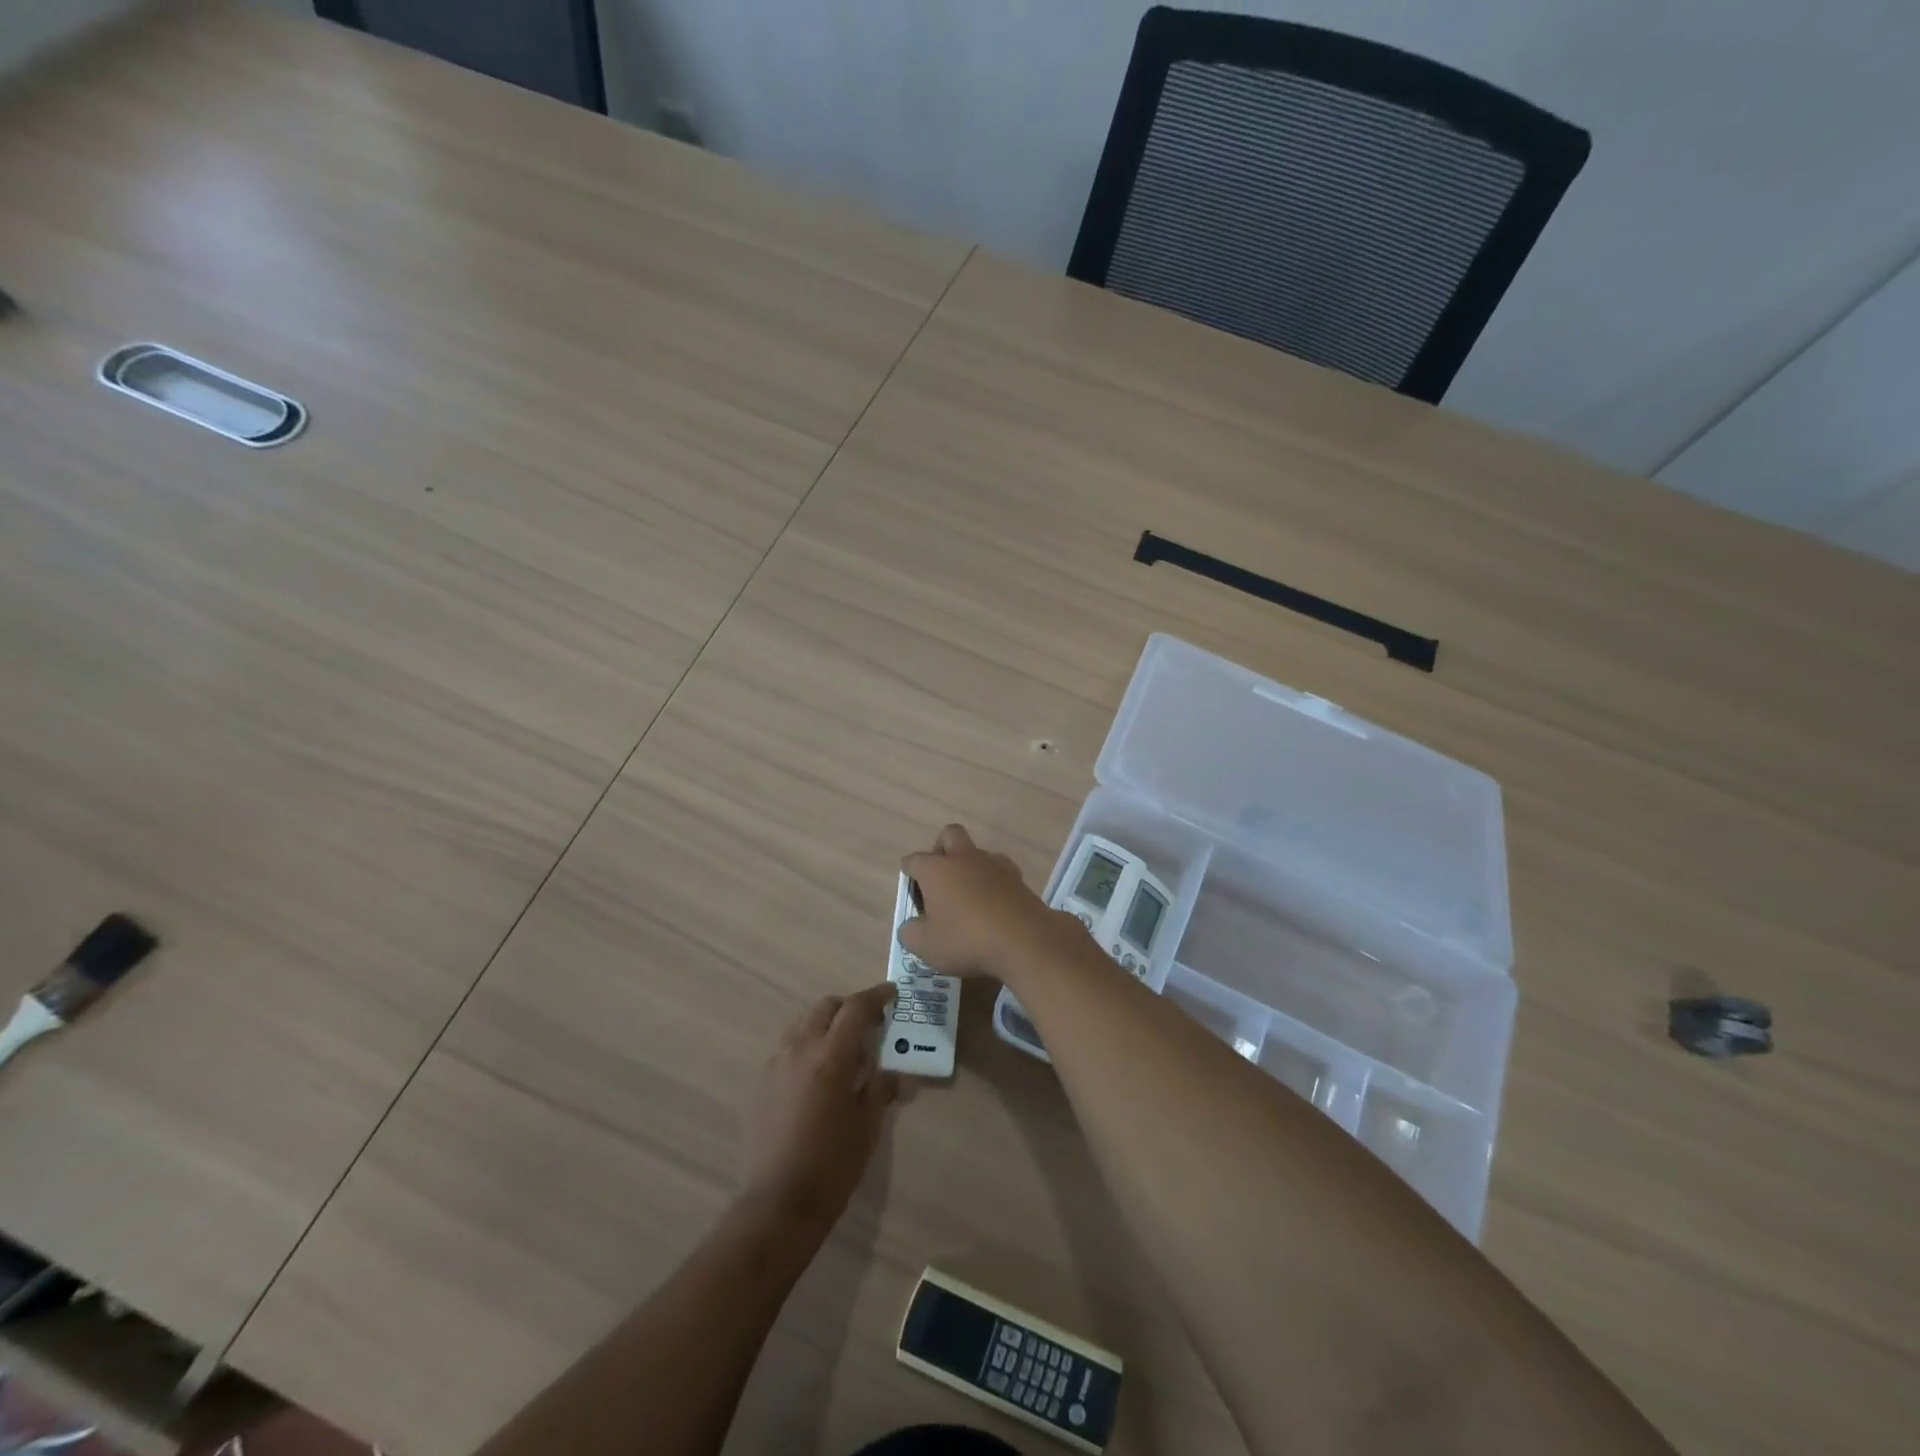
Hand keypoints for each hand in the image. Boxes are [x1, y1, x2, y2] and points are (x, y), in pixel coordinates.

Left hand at [741, 984, 898, 1229]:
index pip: (856, 1008)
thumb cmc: (833, 1163)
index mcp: (831, 1055)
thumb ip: (881, 1086)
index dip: (877, 996)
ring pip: (805, 1022)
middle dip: (850, 1008)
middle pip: (827, 1006)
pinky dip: (810, 1042)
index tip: (892, 994)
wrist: (779, 1201)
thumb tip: (896, 1072)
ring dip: (827, 1023)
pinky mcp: (764, 1079)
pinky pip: (791, 1044)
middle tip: (870, 1025)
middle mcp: (801, 1048)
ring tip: (845, 1049)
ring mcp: (778, 1062)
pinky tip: (821, 1072)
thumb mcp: (868, 1123)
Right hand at [900, 824, 1074, 978]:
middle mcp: (964, 858)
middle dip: (941, 849)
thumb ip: (910, 933)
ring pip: (977, 851)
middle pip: (949, 834)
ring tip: (968, 894)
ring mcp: (994, 864)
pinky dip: (992, 880)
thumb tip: (911, 926)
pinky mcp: (1017, 877)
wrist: (1023, 940)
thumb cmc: (966, 940)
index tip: (911, 891)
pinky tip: (992, 901)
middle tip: (940, 878)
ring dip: (969, 865)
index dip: (909, 873)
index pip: (914, 860)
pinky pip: (999, 869)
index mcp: (936, 869)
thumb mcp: (926, 946)